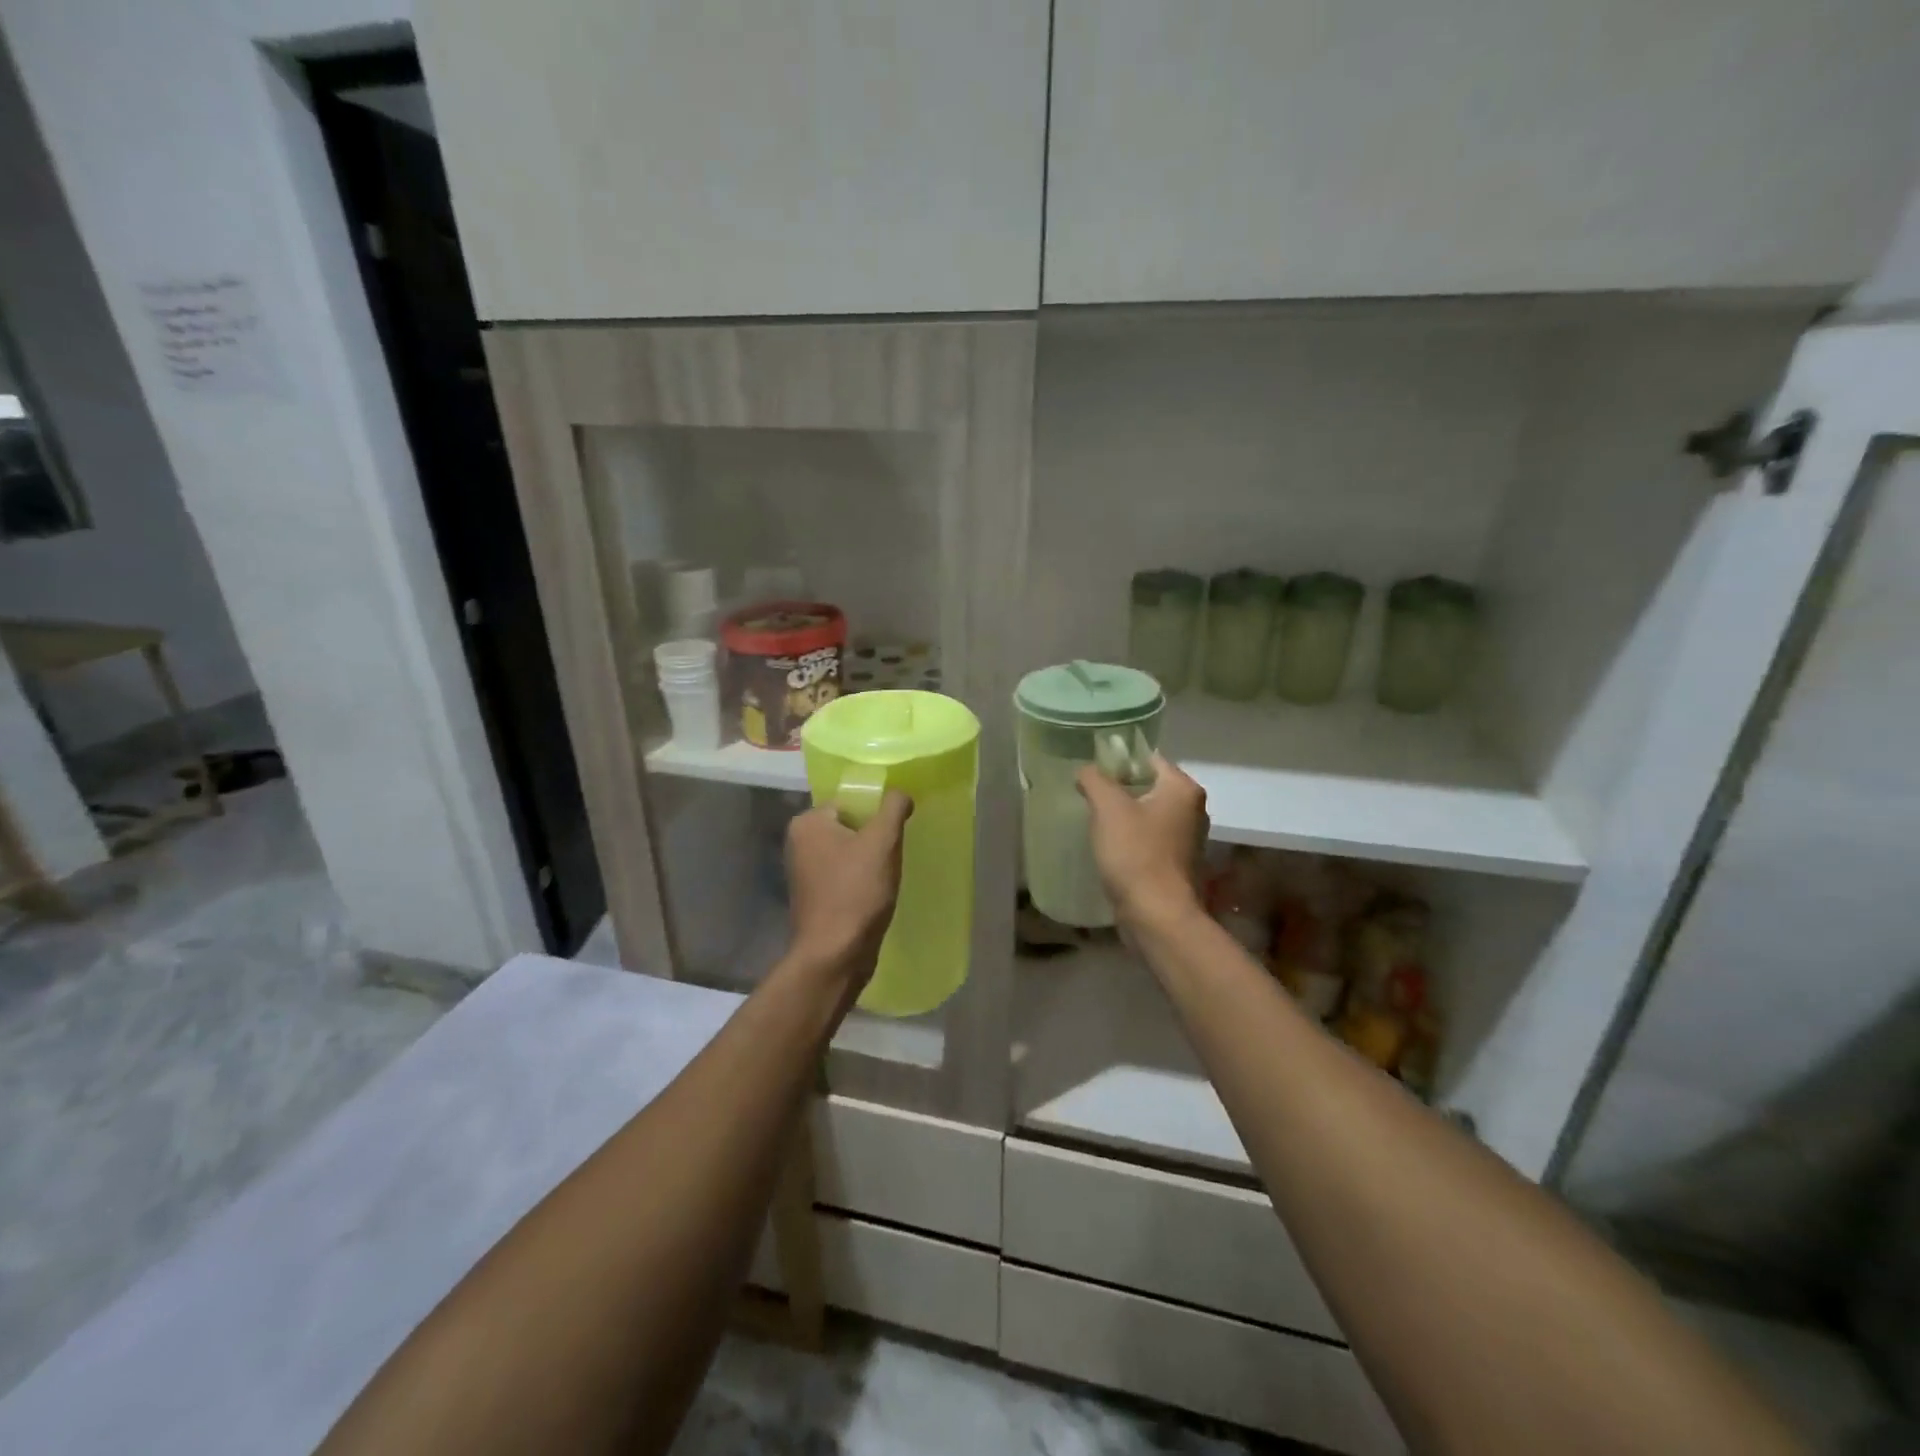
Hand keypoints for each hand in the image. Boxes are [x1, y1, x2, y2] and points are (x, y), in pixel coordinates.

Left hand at [785, 790, 912, 984]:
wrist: (835, 955)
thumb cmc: (856, 892)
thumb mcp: (882, 841)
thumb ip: (893, 807)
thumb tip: (900, 793)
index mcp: (807, 823)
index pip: (850, 802)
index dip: (877, 814)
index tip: (896, 831)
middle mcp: (799, 843)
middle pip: (851, 827)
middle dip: (875, 838)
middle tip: (894, 852)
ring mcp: (804, 873)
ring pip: (849, 853)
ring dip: (870, 861)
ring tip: (887, 875)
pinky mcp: (815, 897)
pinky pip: (845, 876)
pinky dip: (862, 881)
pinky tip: (877, 893)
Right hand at [1076, 755, 1208, 927]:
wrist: (1157, 915)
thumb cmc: (1135, 854)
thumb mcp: (1108, 808)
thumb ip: (1094, 779)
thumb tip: (1086, 770)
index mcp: (1183, 789)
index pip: (1149, 758)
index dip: (1119, 761)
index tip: (1092, 772)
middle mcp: (1193, 809)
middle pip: (1150, 786)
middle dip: (1120, 789)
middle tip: (1089, 795)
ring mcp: (1188, 839)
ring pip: (1149, 814)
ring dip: (1124, 816)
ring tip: (1095, 820)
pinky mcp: (1178, 863)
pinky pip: (1150, 839)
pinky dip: (1132, 838)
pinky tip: (1110, 847)